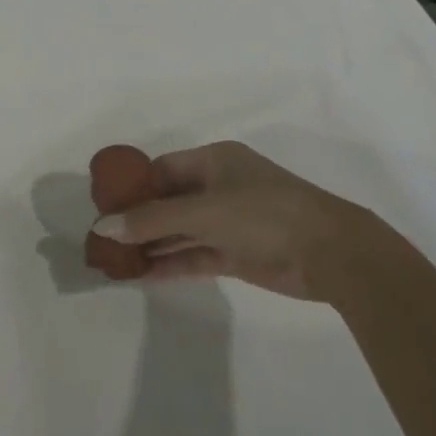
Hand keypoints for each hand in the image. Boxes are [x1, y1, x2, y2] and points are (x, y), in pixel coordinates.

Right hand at [90, 141, 375, 301]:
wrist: (333, 254)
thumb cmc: (264, 214)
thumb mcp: (203, 211)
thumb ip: (152, 221)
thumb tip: (103, 227)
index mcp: (213, 161)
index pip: (161, 169)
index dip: (131, 186)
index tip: (103, 205)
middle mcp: (218, 187)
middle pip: (168, 201)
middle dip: (137, 219)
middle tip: (103, 238)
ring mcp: (229, 222)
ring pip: (180, 231)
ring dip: (152, 244)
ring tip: (115, 260)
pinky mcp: (237, 254)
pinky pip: (195, 255)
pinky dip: (171, 263)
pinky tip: (142, 275)